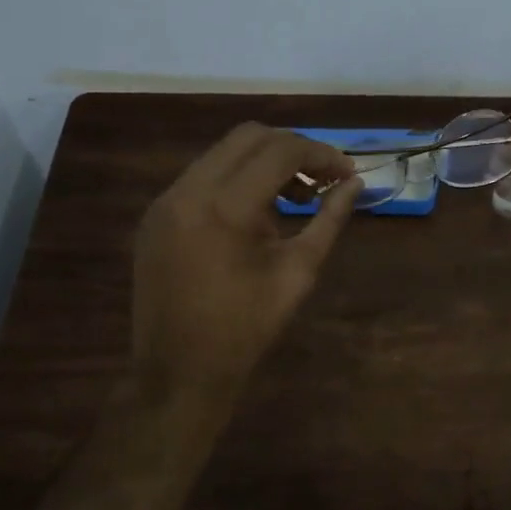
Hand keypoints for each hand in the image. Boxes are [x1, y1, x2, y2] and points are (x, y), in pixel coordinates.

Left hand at [131, 124, 360, 406]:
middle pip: (248, 136)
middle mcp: (188, 190)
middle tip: (322, 179)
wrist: (177, 373)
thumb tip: (354, 184)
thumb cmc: (245, 330)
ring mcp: (165, 200)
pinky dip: (235, 180)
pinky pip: (202, 177)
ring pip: (222, 153)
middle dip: (293, 149)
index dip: (321, 154)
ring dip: (263, 163)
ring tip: (293, 198)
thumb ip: (328, 221)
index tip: (347, 172)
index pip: (280, 151)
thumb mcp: (297, 273)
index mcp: (225, 207)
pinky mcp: (155, 215)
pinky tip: (255, 214)